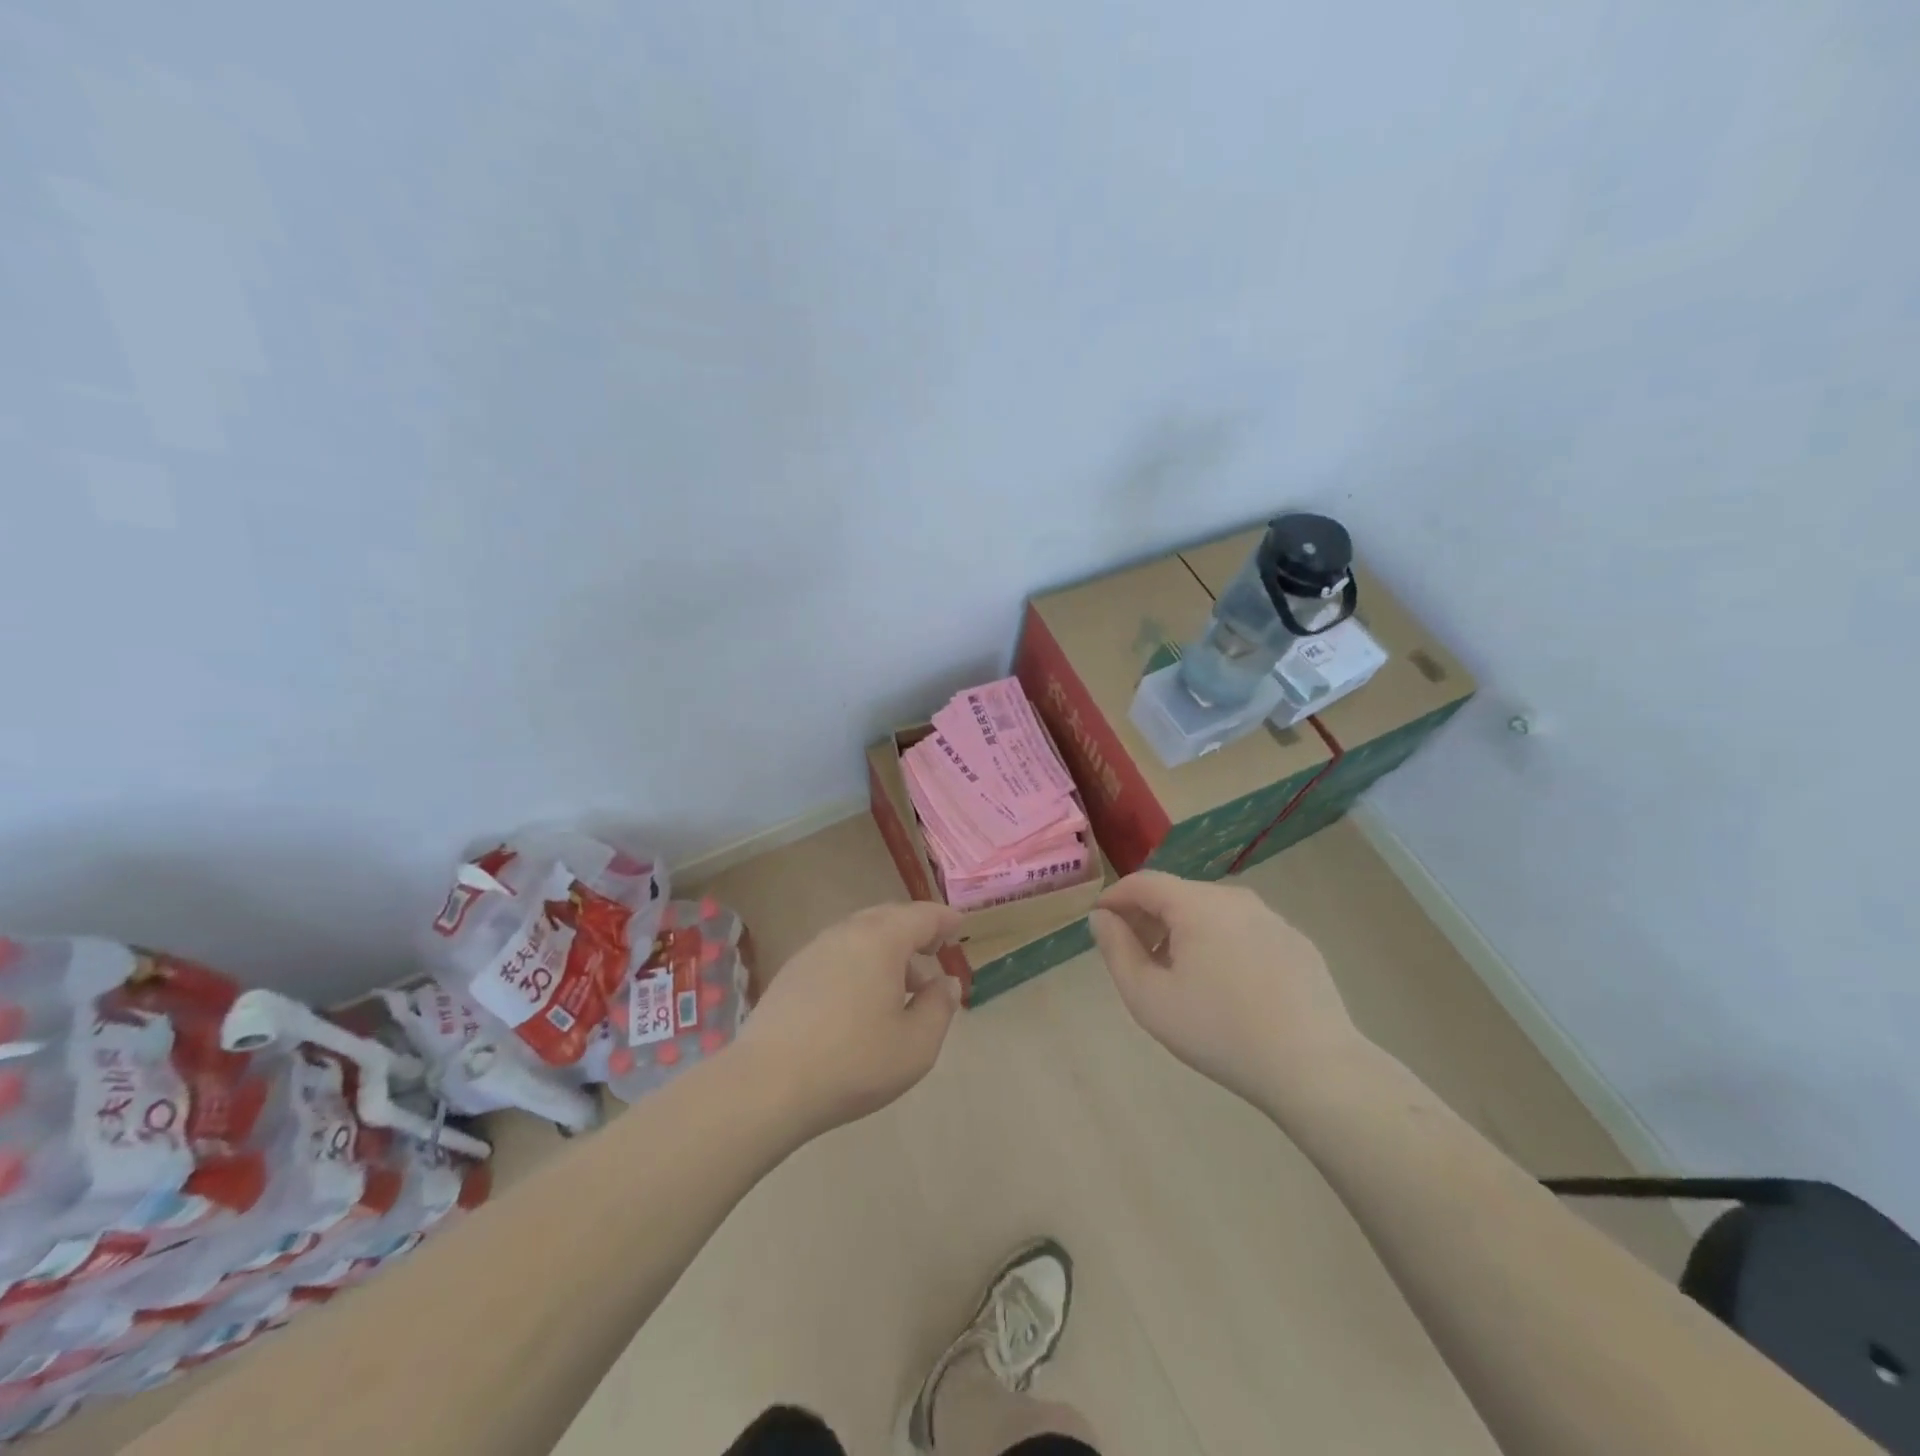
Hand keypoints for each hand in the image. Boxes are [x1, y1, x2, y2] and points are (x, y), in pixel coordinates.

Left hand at [735, 901, 962, 1135]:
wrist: (767, 1085)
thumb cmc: (853, 1062)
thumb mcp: (916, 1045)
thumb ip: (939, 1007)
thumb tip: (946, 983)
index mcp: (881, 940)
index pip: (921, 916)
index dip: (944, 920)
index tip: (958, 926)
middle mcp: (846, 933)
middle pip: (888, 918)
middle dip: (914, 931)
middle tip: (932, 952)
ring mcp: (813, 950)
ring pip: (859, 935)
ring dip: (885, 950)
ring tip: (900, 986)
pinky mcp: (791, 973)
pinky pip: (837, 953)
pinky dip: (858, 962)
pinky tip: (860, 1000)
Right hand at [1089, 871, 1363, 1108]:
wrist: (1314, 1068)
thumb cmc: (1219, 1031)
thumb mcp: (1149, 998)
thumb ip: (1117, 950)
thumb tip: (1101, 918)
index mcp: (1197, 904)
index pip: (1144, 882)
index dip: (1115, 898)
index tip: (1100, 923)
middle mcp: (1235, 898)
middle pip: (1178, 895)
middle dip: (1149, 917)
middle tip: (1135, 956)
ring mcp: (1272, 919)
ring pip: (1213, 913)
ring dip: (1185, 932)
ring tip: (1178, 975)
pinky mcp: (1297, 943)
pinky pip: (1245, 932)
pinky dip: (1222, 944)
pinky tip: (1227, 988)